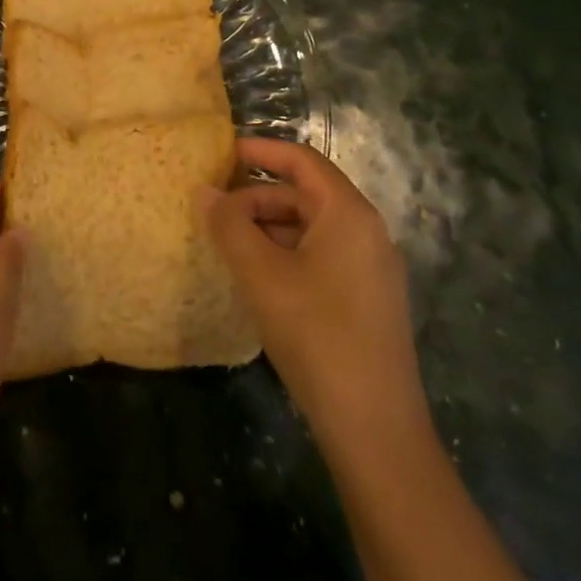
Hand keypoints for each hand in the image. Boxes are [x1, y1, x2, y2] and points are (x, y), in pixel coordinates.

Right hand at [203, 138, 428, 447]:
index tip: (221, 153)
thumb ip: (229, 225)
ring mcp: (371, 269)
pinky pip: (322, 256)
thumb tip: (205, 191)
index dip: (261, 150)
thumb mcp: (261, 274)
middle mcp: (367, 232)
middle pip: (305, 194)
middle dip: (257, 196)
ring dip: (268, 228)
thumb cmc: (316, 334)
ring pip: (311, 228)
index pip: (301, 159)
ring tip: (227, 244)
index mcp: (348, 213)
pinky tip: (257, 277)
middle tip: (214, 209)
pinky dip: (286, 253)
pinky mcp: (368, 301)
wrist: (375, 430)